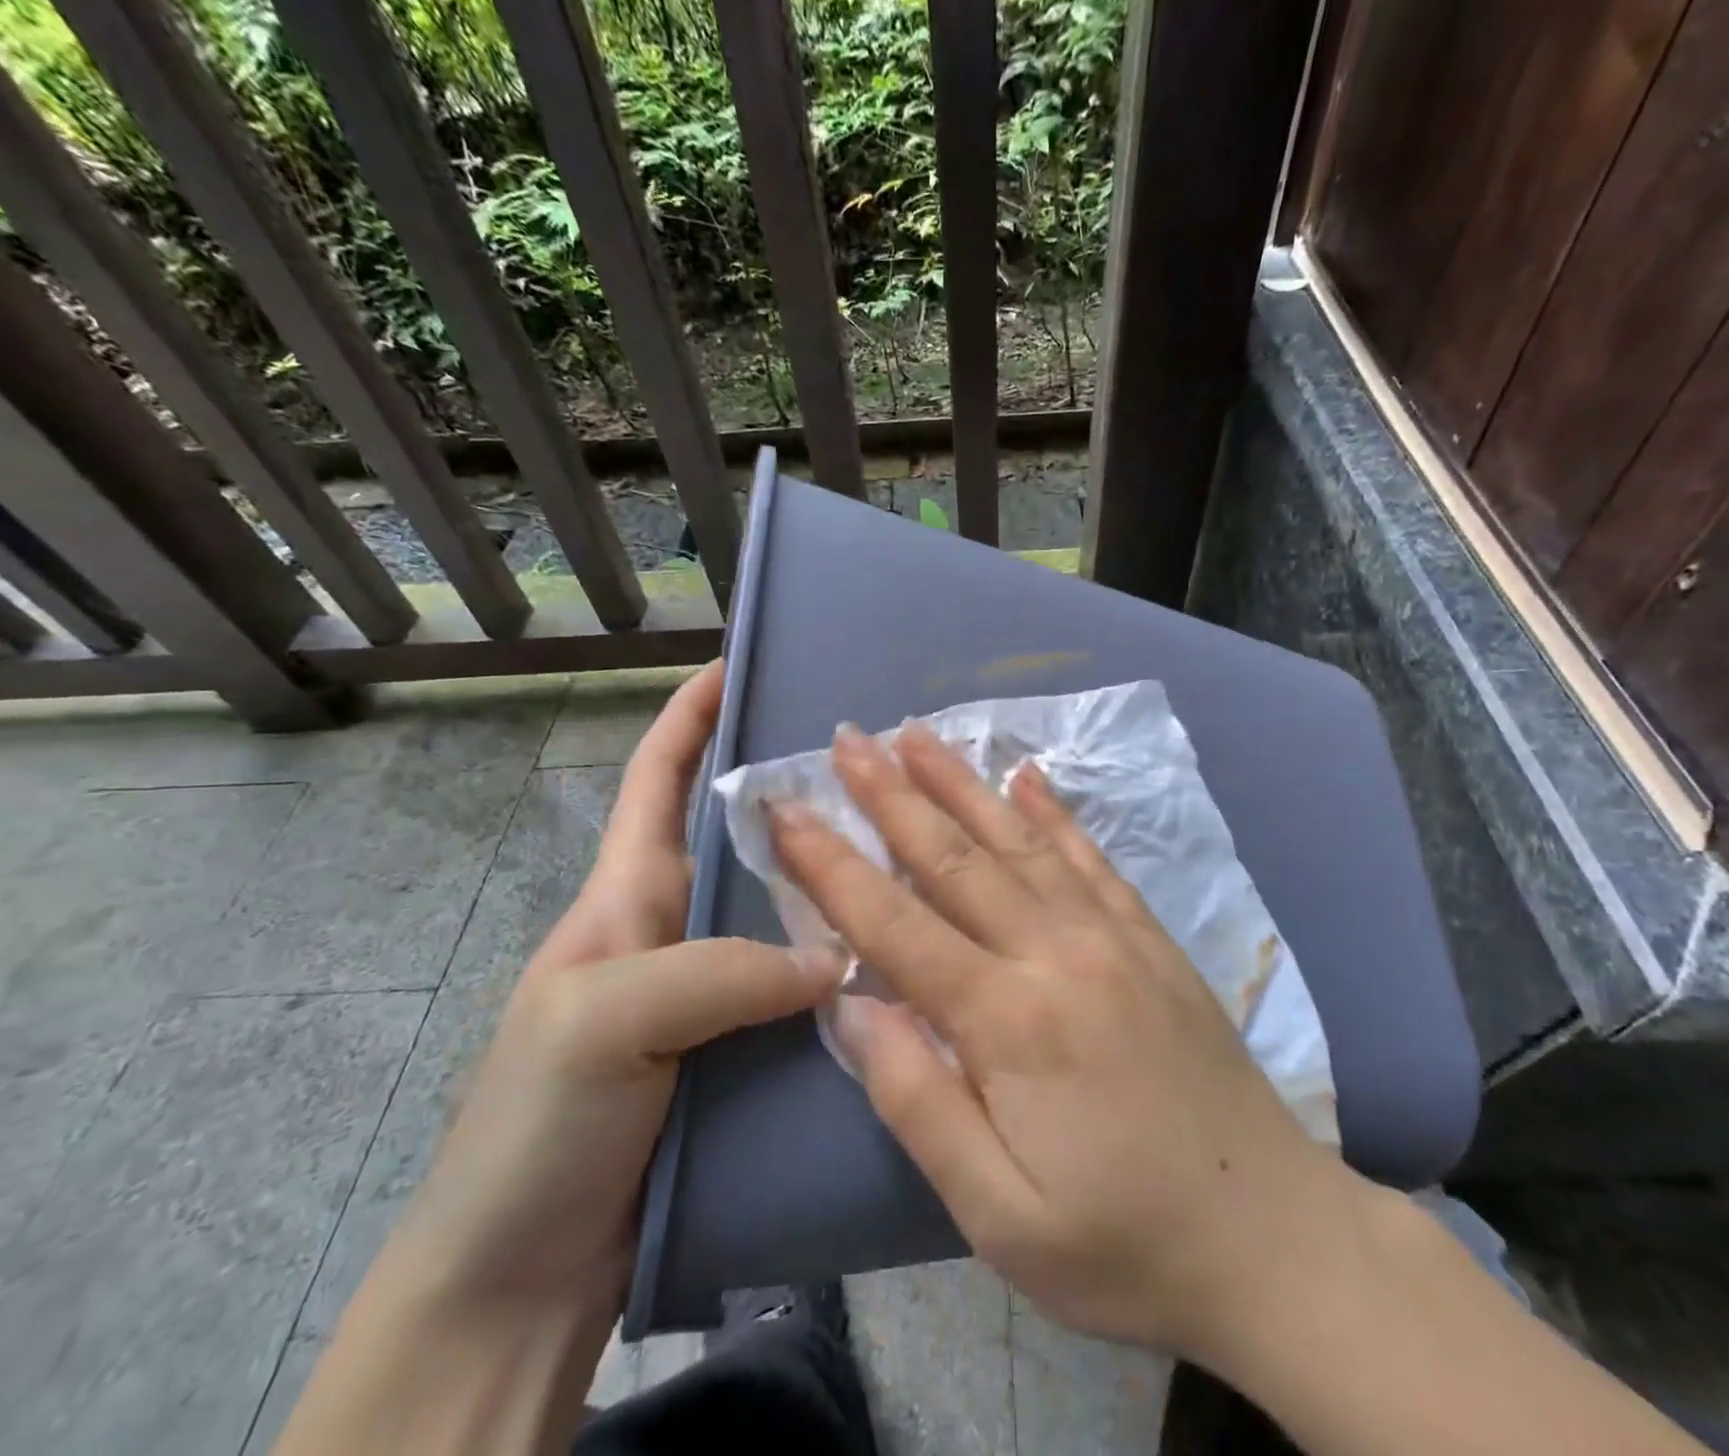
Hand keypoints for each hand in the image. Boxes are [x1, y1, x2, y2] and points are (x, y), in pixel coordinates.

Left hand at [356, 662, 840, 1321]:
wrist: (523, 1276)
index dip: (692, 714)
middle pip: (743, 836)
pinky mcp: (744, 1045)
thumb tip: (838, 956)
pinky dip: (845, 963)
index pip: (660, 778)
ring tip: (908, 849)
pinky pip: (802, 983)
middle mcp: (677, 926)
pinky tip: (899, 956)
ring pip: (783, 908)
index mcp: (628, 894)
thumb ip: (719, 972)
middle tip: (875, 765)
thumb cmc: (537, 1126)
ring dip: (833, 878)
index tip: (738, 662)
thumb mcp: (606, 1021)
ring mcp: (713, 988)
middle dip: (796, 789)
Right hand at [769, 721, 1373, 1362]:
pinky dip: (1053, 812)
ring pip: (1020, 840)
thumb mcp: (1000, 1214)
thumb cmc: (1125, 1247)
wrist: (1276, 1239)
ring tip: (917, 733)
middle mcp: (1057, 954)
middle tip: (846, 740)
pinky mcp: (1151, 939)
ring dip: (962, 783)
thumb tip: (852, 1007)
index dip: (833, 865)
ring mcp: (1112, 936)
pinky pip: (1090, 858)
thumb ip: (918, 1102)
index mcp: (1009, 1021)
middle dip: (892, 795)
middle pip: (955, 857)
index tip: (788, 810)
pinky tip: (1027, 774)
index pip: (895, 924)